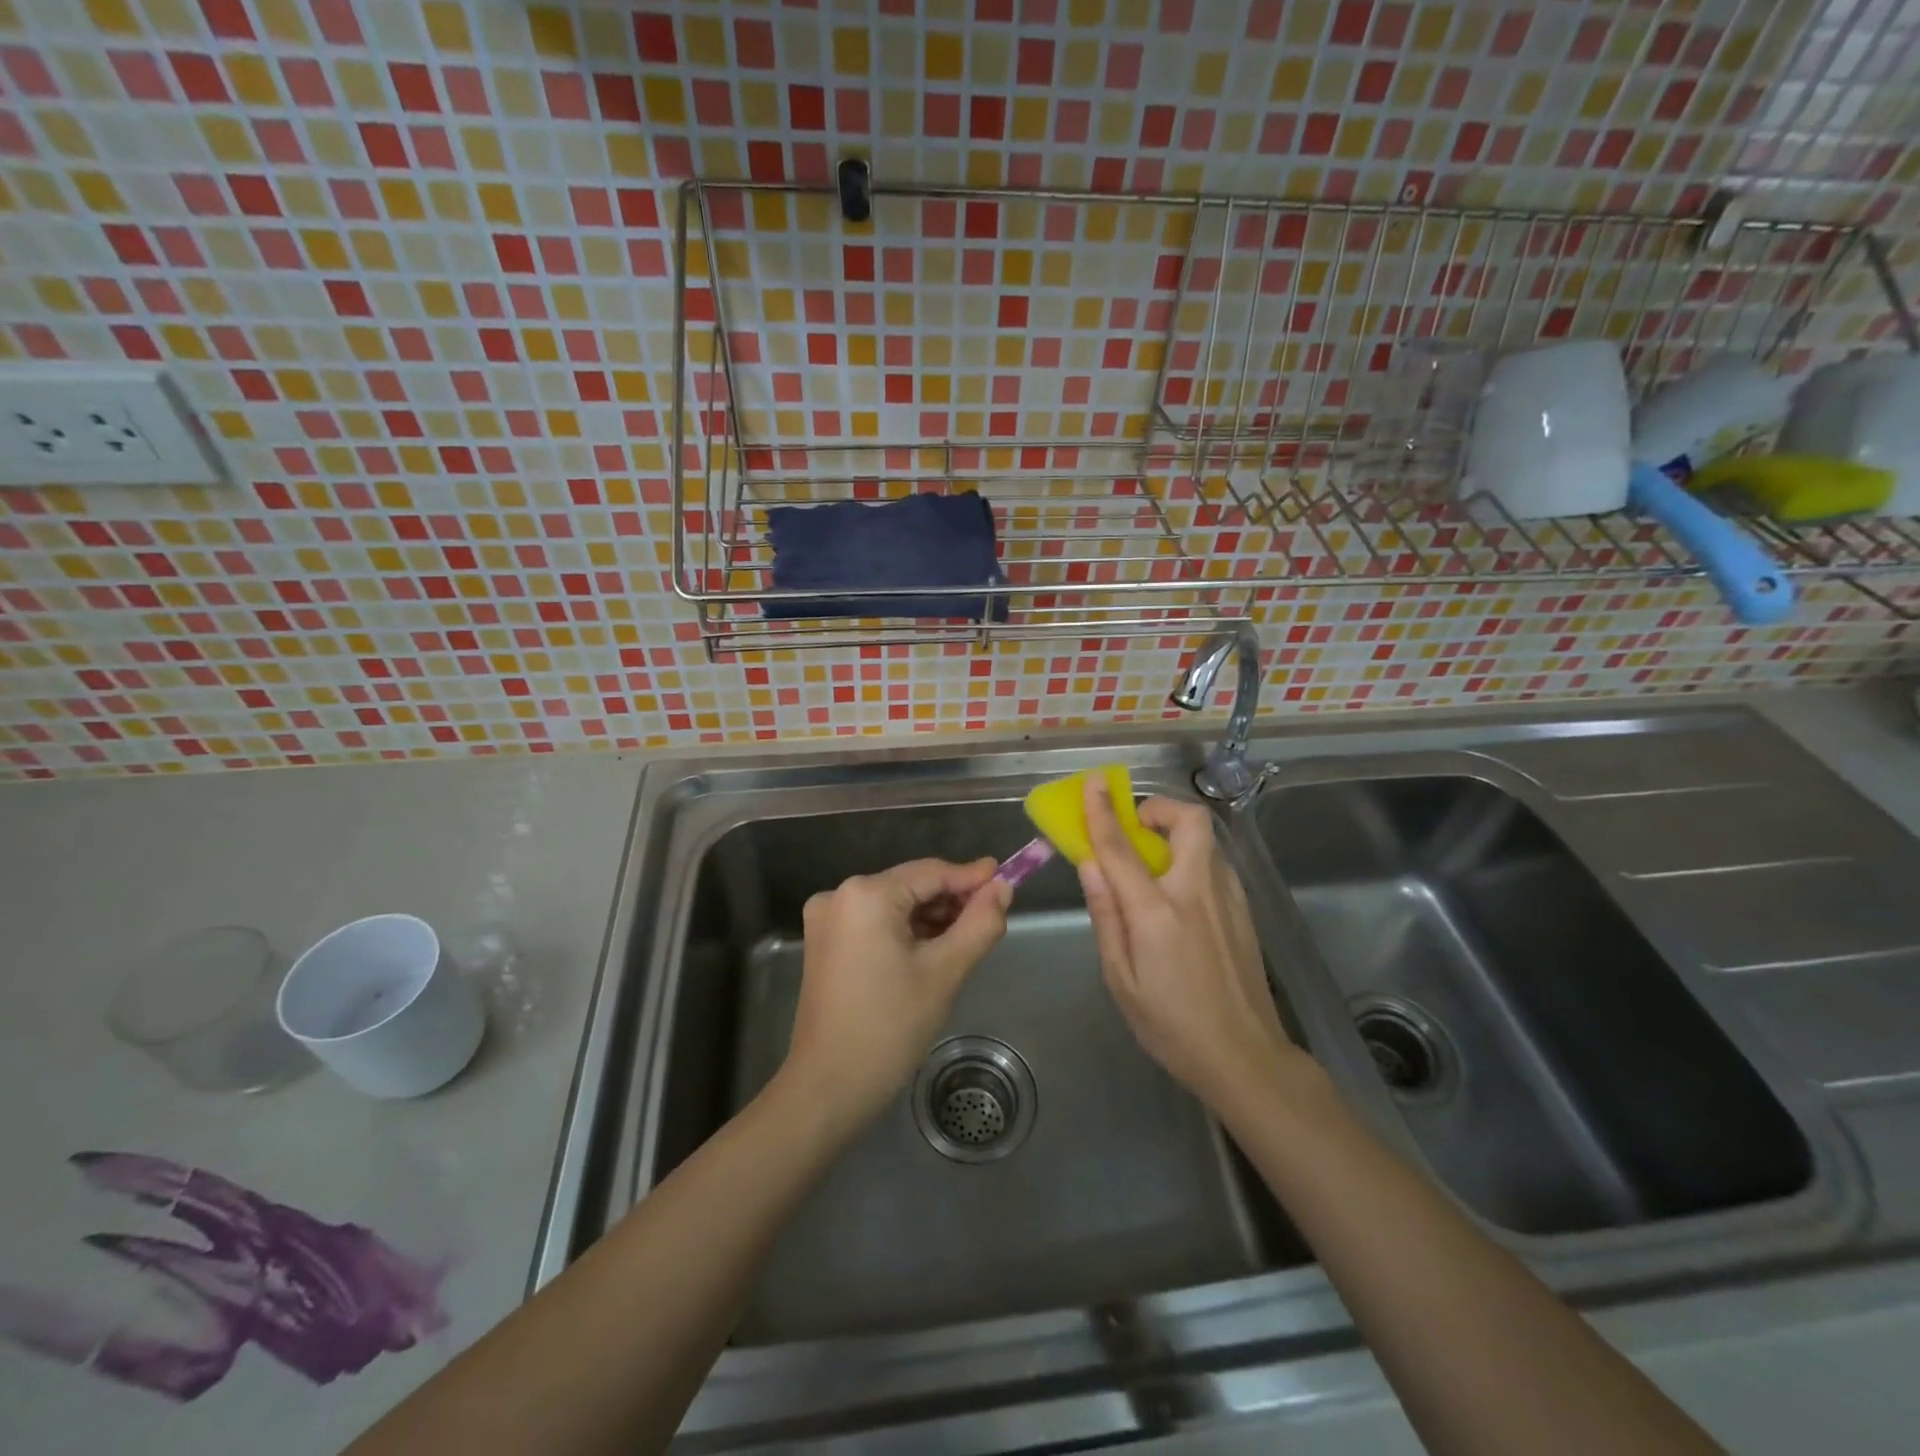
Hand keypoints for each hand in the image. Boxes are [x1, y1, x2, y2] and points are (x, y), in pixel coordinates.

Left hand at [782, 858, 1011, 1126]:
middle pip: (911, 886)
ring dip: (931, 919)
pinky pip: (875, 924)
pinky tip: (932, 952)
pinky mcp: (824, 943)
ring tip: (966, 940)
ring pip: (895, 906)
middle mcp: (839, 895)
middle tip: (990, 920)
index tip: (1008, 880)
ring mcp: (826, 920)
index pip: (931, 872)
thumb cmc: (889, 1027)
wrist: (828, 1088)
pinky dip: (905, 933)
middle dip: (952, 902)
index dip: (972, 877)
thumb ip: (979, 924)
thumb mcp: (945, 972)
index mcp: (866, 894)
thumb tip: (1002, 889)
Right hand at [1079, 780, 1303, 1113]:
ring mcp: (1228, 899)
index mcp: (1158, 912)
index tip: (1094, 783)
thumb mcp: (1121, 979)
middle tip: (1136, 827)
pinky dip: (1193, 859)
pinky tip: (1180, 895)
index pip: (1122, 847)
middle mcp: (1197, 892)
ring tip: (1153, 863)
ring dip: (1177, 834)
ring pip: (1207, 840)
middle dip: (1160, 808)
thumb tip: (1090, 865)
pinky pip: (1216, 865)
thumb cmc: (1171, 1024)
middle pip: (1189, 821)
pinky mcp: (1244, 910)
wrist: (1245, 1057)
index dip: (1103, 811)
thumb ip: (1106, 915)